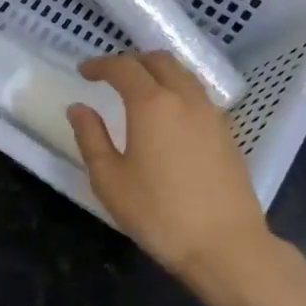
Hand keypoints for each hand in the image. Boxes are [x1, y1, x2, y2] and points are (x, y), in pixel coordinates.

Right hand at [67, 51, 275, 283]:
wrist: (225, 244)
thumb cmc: (158, 213)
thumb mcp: (109, 179)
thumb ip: (91, 137)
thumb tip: (79, 108)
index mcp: (152, 104)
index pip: (123, 67)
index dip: (100, 64)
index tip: (83, 72)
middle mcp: (184, 98)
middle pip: (158, 61)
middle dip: (131, 61)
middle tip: (110, 76)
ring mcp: (211, 114)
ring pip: (183, 74)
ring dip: (157, 72)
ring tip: (138, 90)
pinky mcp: (227, 132)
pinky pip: (197, 94)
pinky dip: (176, 90)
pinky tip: (167, 115)